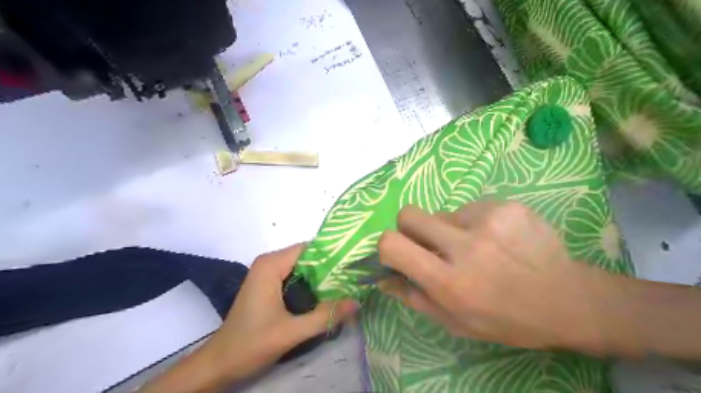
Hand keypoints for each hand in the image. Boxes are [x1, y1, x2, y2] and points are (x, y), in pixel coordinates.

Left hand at [203, 243, 356, 382]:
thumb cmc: (250, 344)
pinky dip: (310, 285)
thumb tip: (357, 302)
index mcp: (271, 265)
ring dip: (322, 277)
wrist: (220, 363)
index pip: (309, 248)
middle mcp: (269, 262)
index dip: (332, 255)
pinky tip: (326, 296)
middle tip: (353, 278)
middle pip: (307, 257)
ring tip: (346, 287)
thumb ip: (325, 316)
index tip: (353, 264)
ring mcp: (267, 273)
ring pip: (302, 268)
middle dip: (329, 268)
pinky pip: (295, 276)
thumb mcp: (291, 331)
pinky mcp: (268, 285)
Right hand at [378, 200, 602, 350]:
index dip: (387, 246)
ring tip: (476, 247)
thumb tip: (383, 279)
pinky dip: (474, 222)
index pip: (392, 244)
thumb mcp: (455, 322)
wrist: (567, 300)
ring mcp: (489, 219)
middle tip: (432, 244)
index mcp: (449, 281)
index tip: (399, 254)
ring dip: (449, 229)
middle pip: (409, 213)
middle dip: (410, 228)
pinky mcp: (507, 205)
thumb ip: (414, 298)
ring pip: (443, 212)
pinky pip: (471, 207)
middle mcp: (465, 245)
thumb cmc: (506, 319)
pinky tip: (496, 239)